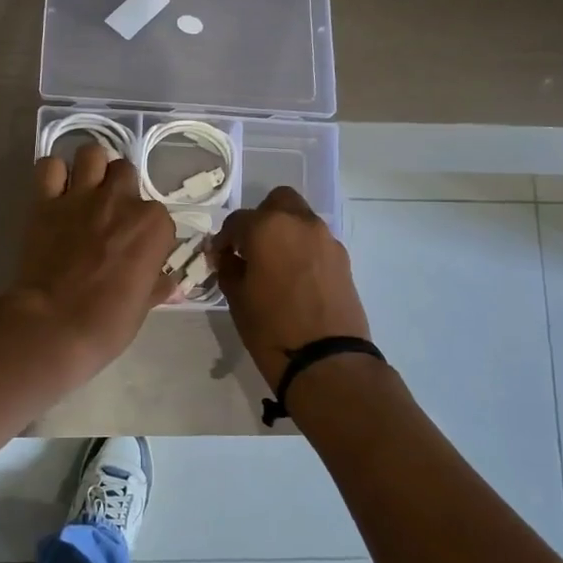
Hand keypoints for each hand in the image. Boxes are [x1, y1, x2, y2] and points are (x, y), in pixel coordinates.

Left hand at [5, 143, 177, 374]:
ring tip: (86, 189)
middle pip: (126, 172)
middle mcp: (121, 200)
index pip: (158, 213)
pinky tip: (56, 190)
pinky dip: (53, 173)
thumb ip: (158, 285)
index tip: (136, 247)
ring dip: (91, 167)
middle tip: (110, 213)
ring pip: (92, 153)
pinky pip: (49, 166)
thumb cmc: (108, 322)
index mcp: (154, 225)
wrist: (54, 325)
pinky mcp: (46, 201)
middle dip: (120, 188)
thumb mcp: (144, 305)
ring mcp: (82, 196)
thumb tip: (173, 285)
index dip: (146, 229)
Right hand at [214, 187, 370, 389]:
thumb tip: (228, 257)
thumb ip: (229, 268)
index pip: (237, 221)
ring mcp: (326, 239)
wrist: (326, 360)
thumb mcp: (237, 298)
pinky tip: (295, 278)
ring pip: (300, 219)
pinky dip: (302, 249)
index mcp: (267, 227)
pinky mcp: (343, 259)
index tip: (219, 258)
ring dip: (284, 232)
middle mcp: (299, 222)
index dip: (224, 240)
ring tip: (274, 265)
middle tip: (250, 249)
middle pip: (277, 202)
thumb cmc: (271, 328)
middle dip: (261, 219)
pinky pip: (316, 242)